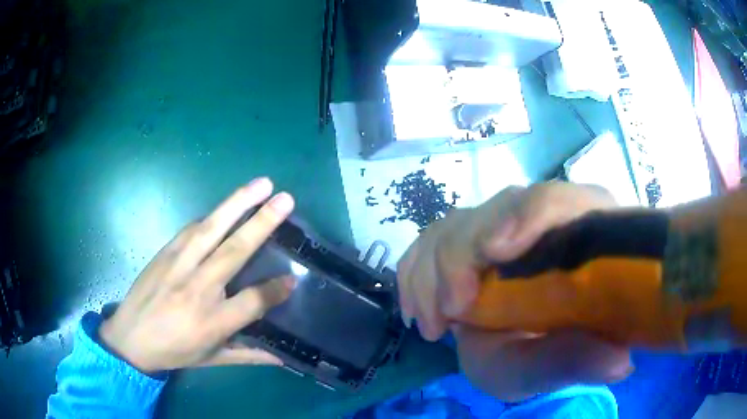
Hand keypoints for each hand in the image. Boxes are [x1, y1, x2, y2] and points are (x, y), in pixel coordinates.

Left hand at [99, 178, 295, 372]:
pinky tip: (226, 206)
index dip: (276, 290)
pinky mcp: (165, 253)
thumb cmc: (174, 351)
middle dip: (262, 223)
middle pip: (235, 251)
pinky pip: (192, 229)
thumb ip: (249, 356)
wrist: (130, 337)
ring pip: (212, 229)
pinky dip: (213, 216)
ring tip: (262, 184)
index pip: (253, 301)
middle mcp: (198, 289)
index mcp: (212, 322)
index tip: (293, 279)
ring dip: (238, 203)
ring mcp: (179, 266)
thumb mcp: (213, 360)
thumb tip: (283, 358)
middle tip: (286, 199)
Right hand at [397, 182, 632, 399]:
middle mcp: (543, 220)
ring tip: (431, 324)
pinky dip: (416, 271)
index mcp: (583, 233)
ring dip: (432, 269)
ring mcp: (503, 226)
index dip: (526, 216)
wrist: (520, 350)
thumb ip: (581, 362)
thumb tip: (620, 362)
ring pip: (458, 222)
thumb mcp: (558, 366)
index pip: (559, 200)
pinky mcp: (471, 240)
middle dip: (462, 255)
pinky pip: (433, 238)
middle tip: (451, 312)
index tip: (494, 253)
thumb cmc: (546, 356)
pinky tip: (419, 308)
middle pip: (499, 206)